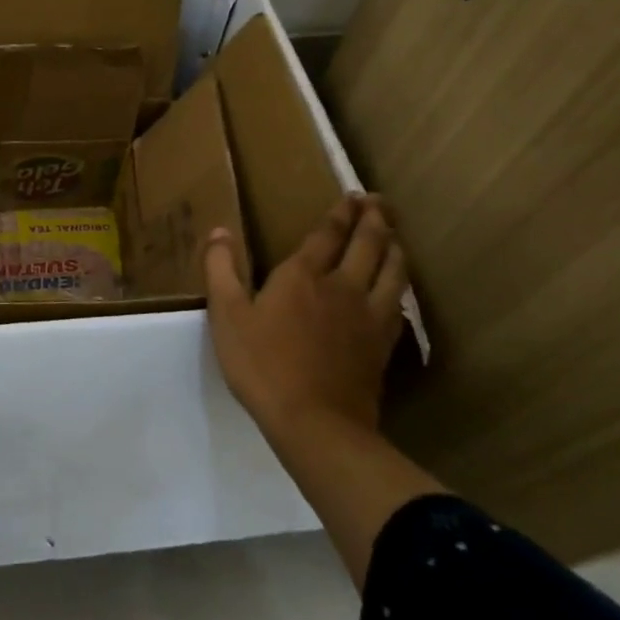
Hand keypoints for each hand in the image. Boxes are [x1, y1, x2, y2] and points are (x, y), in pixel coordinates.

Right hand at [203, 195, 408, 437]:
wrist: (316, 423)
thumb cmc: (263, 365)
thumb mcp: (227, 315)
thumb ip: (221, 270)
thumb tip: (219, 231)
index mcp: (303, 275)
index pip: (328, 234)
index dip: (340, 213)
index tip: (351, 196)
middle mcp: (342, 286)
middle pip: (368, 244)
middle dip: (374, 219)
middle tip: (379, 201)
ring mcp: (369, 315)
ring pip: (393, 270)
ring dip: (395, 246)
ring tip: (394, 235)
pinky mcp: (383, 344)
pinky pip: (399, 303)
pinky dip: (401, 285)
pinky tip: (398, 288)